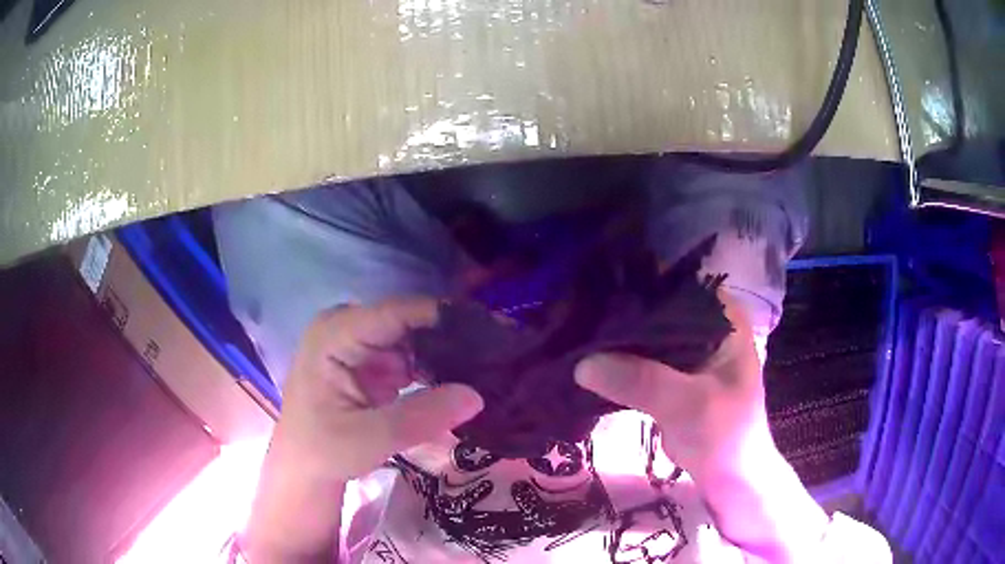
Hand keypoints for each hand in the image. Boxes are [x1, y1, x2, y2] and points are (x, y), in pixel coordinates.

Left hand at [275, 297, 484, 481]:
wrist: (305, 467)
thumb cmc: (323, 450)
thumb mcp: (369, 438)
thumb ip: (421, 416)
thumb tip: (477, 395)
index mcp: (335, 334)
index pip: (397, 312)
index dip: (446, 316)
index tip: (494, 328)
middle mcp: (347, 327)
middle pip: (410, 321)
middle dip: (453, 336)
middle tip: (500, 353)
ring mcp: (359, 342)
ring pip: (414, 337)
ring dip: (448, 353)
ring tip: (491, 366)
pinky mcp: (371, 359)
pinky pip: (411, 355)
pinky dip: (436, 368)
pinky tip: (465, 378)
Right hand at [574, 292, 772, 483]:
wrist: (728, 476)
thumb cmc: (725, 435)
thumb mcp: (691, 406)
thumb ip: (643, 381)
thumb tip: (583, 363)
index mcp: (722, 317)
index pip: (674, 285)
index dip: (635, 286)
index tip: (593, 294)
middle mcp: (705, 323)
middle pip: (655, 306)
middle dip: (618, 313)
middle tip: (573, 314)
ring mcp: (688, 348)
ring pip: (644, 332)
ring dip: (614, 337)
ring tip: (571, 331)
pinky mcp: (671, 372)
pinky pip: (639, 357)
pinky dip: (616, 359)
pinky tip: (584, 356)